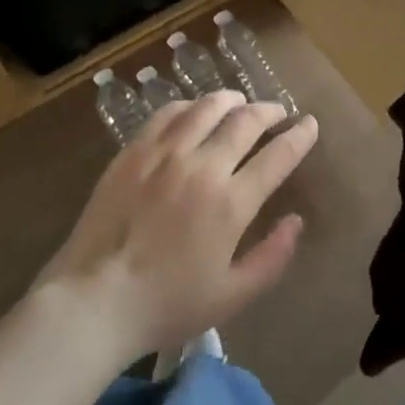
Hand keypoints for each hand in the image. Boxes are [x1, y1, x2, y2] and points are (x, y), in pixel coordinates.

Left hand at [36, 90, 316, 362]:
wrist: (95, 300)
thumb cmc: (168, 304)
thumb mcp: (232, 296)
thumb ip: (272, 257)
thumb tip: (296, 221)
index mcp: (231, 203)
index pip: (277, 156)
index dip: (299, 136)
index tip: (310, 124)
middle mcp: (202, 167)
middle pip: (245, 121)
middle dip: (269, 110)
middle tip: (278, 111)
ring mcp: (164, 154)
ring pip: (206, 108)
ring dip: (231, 100)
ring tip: (239, 102)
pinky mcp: (134, 151)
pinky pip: (167, 114)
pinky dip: (189, 106)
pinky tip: (194, 111)